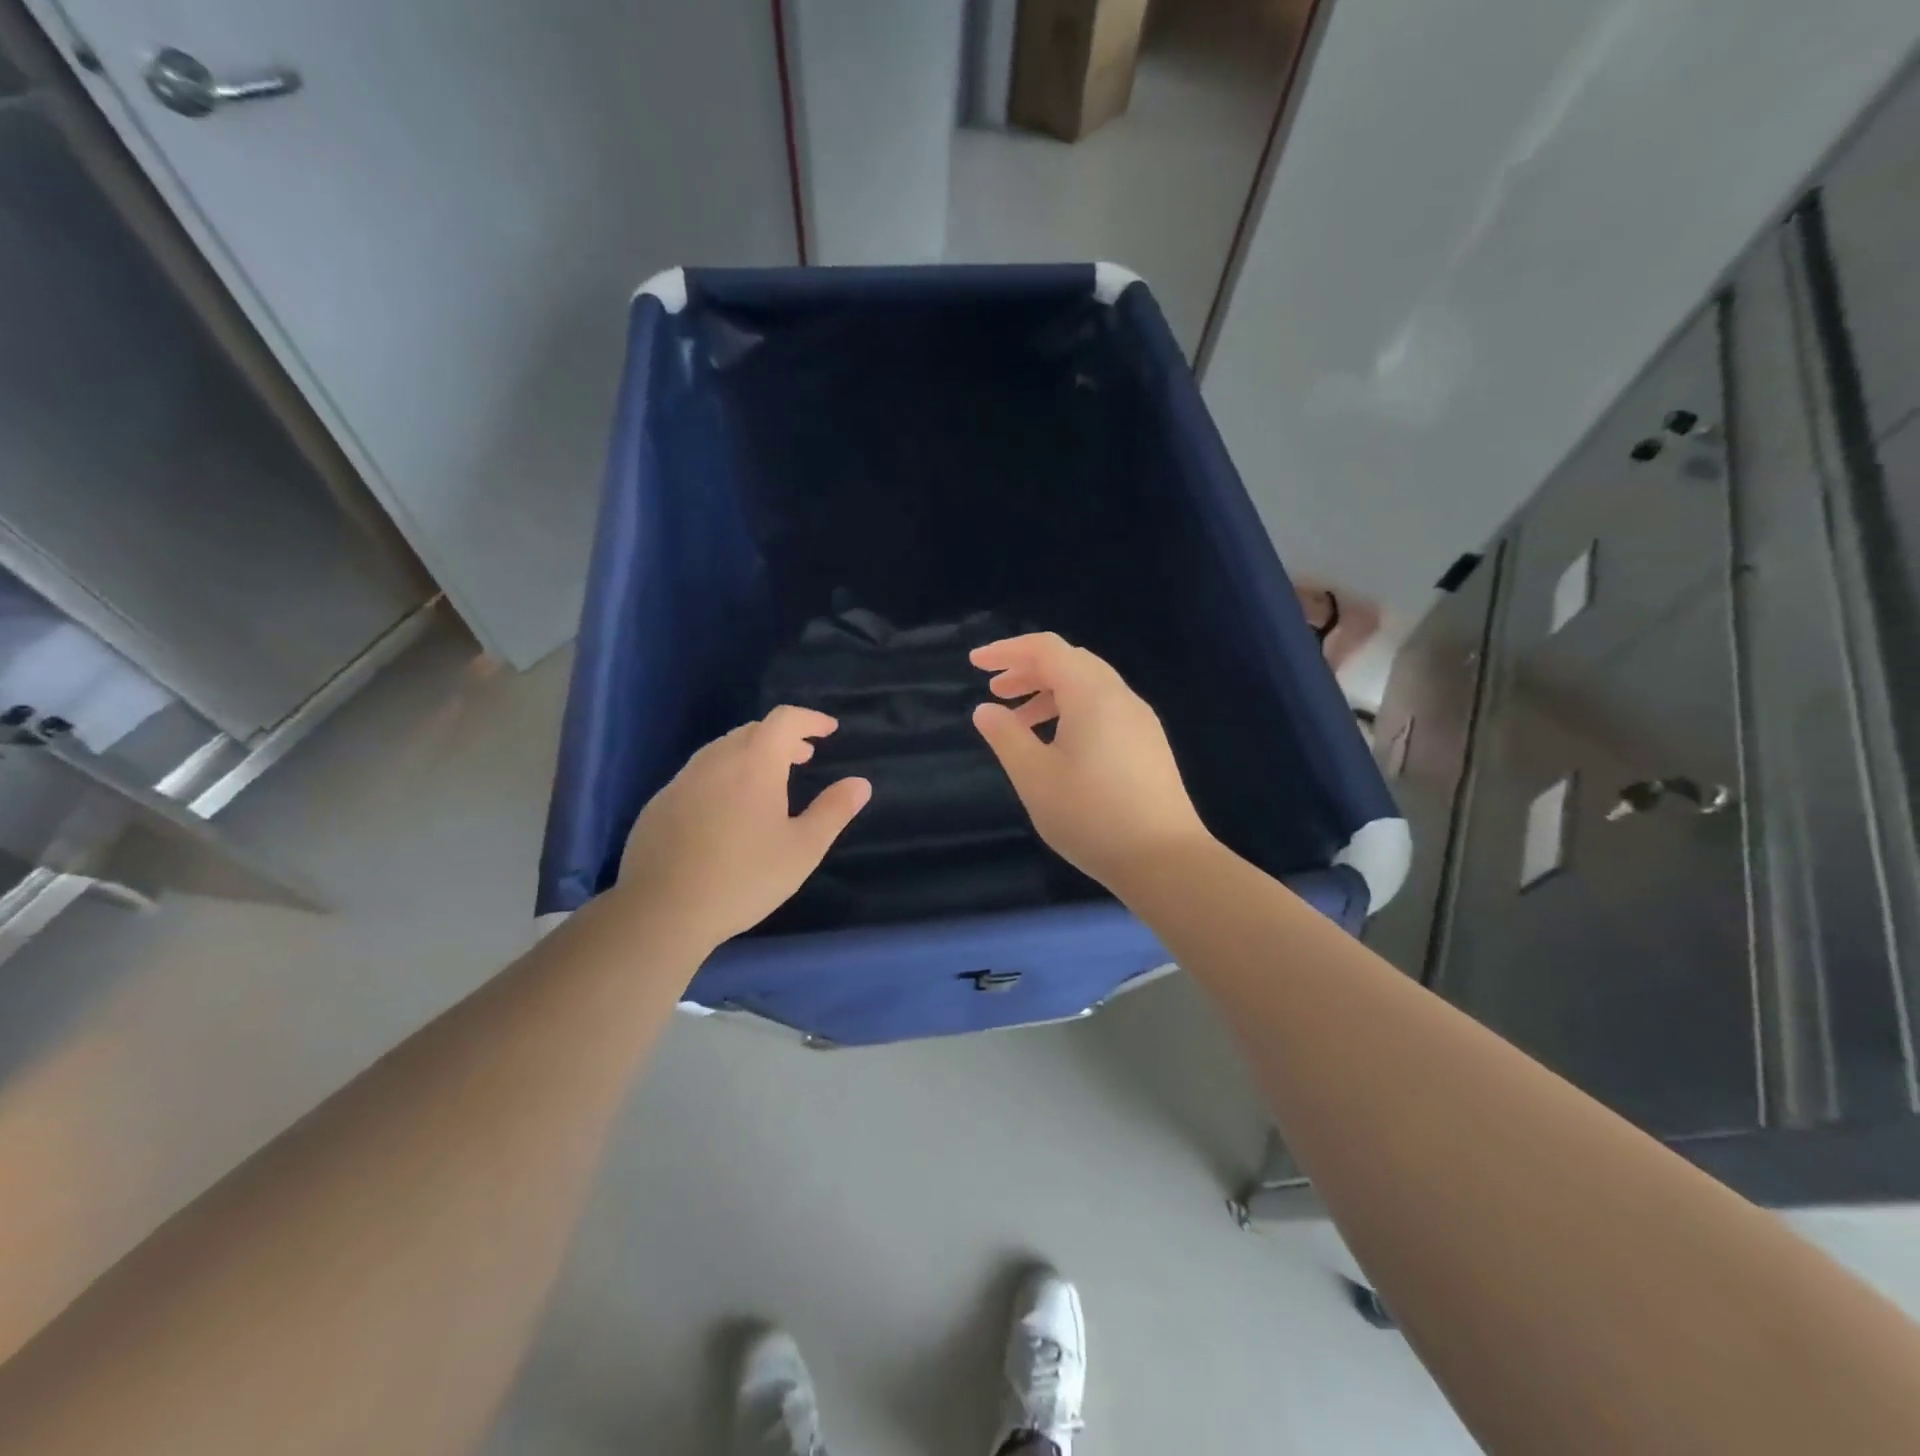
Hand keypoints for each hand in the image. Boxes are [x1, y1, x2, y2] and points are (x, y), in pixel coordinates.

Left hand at [616, 706, 870, 949]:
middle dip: (782, 738)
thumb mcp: (803, 849)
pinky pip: (699, 774)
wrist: (661, 911)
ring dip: (752, 755)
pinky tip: (727, 811)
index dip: (810, 719)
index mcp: (755, 763)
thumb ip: (833, 811)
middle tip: (804, 757)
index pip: (784, 720)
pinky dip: (723, 775)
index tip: (828, 730)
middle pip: (753, 731)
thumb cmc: (744, 878)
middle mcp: (716, 760)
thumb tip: (860, 783)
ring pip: (723, 751)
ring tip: (769, 783)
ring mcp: (682, 780)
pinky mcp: (659, 803)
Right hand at [970, 633, 1211, 891]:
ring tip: (1019, 722)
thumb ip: (1006, 737)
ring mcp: (1140, 721)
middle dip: (1028, 670)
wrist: (1165, 860)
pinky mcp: (1148, 745)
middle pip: (1070, 662)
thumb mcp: (1035, 777)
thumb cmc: (1092, 815)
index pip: (1046, 649)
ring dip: (1050, 693)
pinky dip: (1072, 712)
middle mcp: (1121, 696)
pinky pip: (1104, 709)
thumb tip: (985, 710)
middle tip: (996, 692)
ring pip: (1089, 687)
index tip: (975, 664)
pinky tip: (1057, 746)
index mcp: (1092, 694)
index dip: (1007, 650)